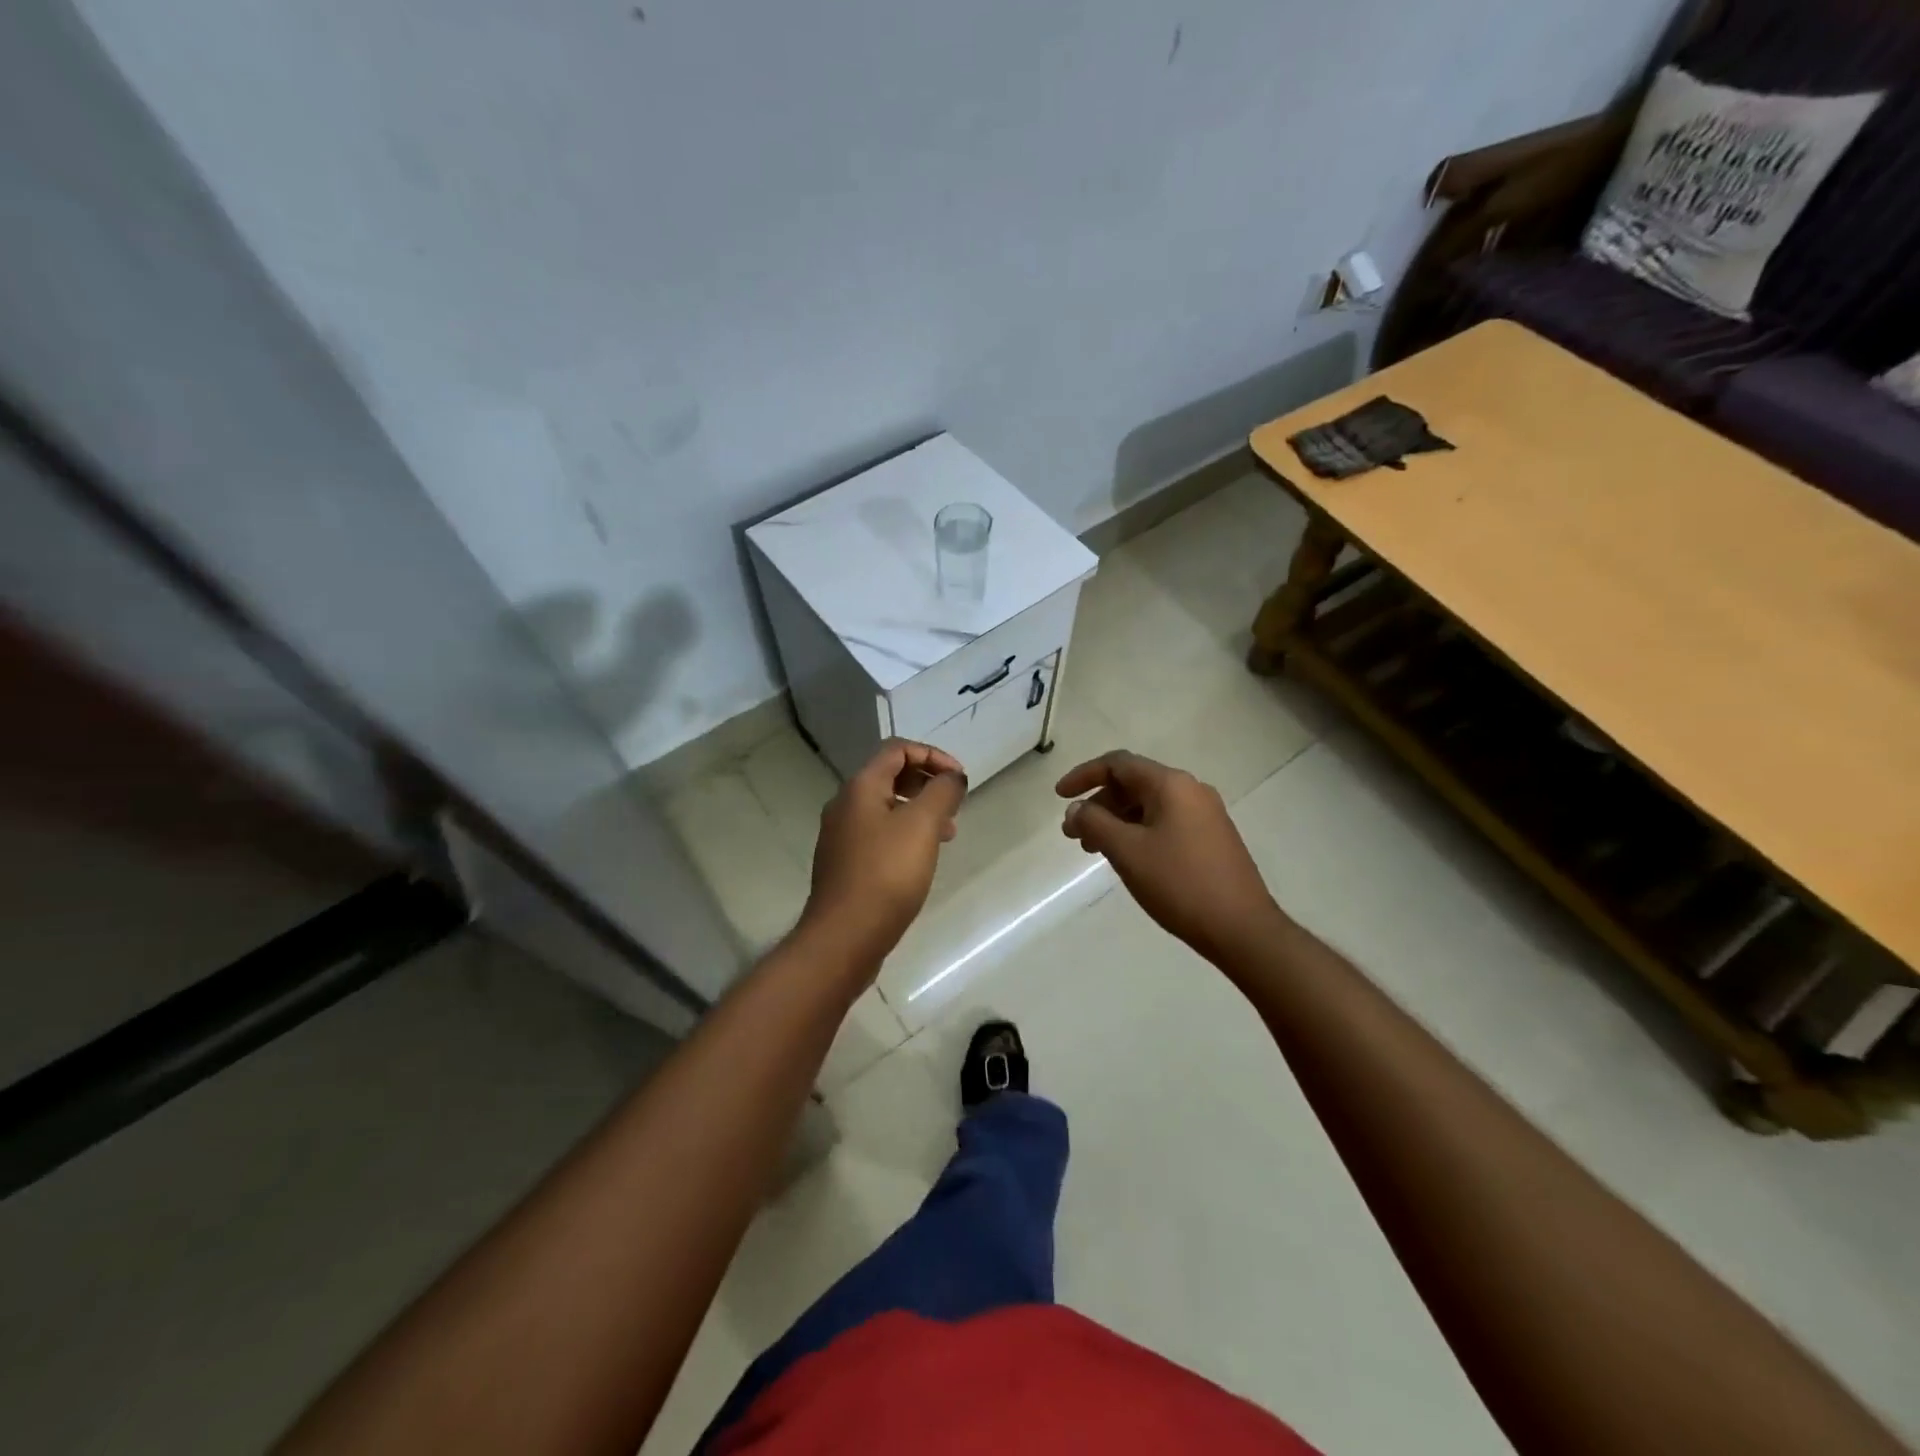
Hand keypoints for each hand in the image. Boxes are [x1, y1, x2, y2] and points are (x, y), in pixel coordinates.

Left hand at [801, 739, 966, 967]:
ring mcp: (841, 835)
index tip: (959, 779)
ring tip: (947, 833)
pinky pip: (879, 833)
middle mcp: (845, 804)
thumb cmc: (887, 873)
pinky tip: (921, 858)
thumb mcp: (923, 825)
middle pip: (890, 776)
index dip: (932, 755)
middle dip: (927, 783)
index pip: (897, 749)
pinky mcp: (845, 863)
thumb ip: (942, 792)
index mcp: (860, 787)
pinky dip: (905, 833)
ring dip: (919, 810)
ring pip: (886, 807)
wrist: (845, 935)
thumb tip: (952, 777)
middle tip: (954, 805)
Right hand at [1057, 750, 1283, 963]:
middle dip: (1098, 804)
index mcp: (1171, 784)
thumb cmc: (1180, 884)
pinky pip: (1165, 822)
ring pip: (1149, 806)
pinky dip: (1138, 832)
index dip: (1083, 775)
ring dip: (1116, 821)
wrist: (1242, 928)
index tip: (1059, 797)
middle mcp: (1191, 790)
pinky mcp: (1212, 838)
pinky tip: (1128, 858)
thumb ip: (1095, 823)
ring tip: (1094, 850)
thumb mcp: (1127, 851)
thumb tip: (1076, 810)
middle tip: (1073, 834)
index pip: (1118, 764)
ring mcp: (1205, 814)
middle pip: (1133, 783)